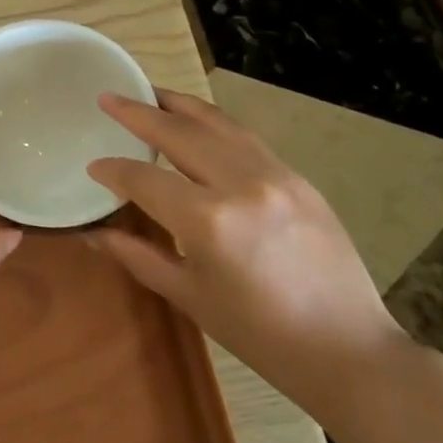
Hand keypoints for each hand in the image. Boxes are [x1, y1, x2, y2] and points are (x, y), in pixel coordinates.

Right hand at [86, 89, 410, 422]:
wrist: (349, 351)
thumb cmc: (260, 335)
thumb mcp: (190, 296)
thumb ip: (138, 256)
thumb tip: (93, 234)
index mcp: (208, 220)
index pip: (144, 180)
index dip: (113, 171)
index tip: (94, 167)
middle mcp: (240, 183)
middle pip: (178, 132)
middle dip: (138, 112)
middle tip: (108, 96)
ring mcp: (274, 174)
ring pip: (215, 122)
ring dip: (177, 104)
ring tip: (149, 92)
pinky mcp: (297, 177)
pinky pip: (244, 137)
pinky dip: (213, 123)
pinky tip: (197, 122)